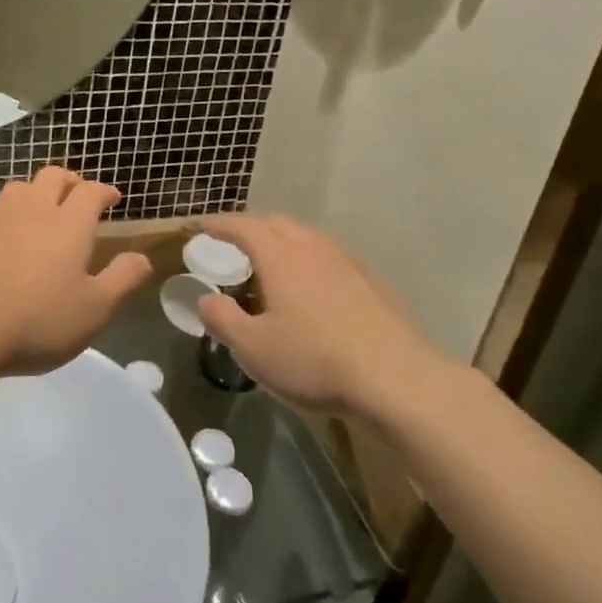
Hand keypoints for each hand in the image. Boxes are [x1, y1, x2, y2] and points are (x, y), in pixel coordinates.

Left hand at [0, 167, 152, 376]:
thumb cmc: (38, 321)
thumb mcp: (95, 310)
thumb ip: (123, 279)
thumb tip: (143, 258)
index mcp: (69, 223)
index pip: (91, 191)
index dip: (104, 191)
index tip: (112, 198)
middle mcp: (33, 210)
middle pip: (52, 176)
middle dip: (69, 181)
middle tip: (77, 195)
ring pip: (18, 189)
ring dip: (34, 193)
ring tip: (39, 212)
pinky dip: (4, 220)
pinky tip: (2, 241)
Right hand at [195, 214, 445, 417]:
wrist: (397, 378)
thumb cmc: (315, 360)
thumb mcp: (254, 349)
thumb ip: (223, 320)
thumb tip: (205, 299)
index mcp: (280, 256)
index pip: (244, 226)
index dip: (221, 224)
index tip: (204, 226)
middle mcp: (313, 248)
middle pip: (278, 224)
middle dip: (254, 229)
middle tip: (238, 245)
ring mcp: (348, 263)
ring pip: (310, 239)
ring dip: (287, 244)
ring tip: (276, 266)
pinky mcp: (375, 283)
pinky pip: (334, 261)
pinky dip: (315, 265)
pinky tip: (319, 293)